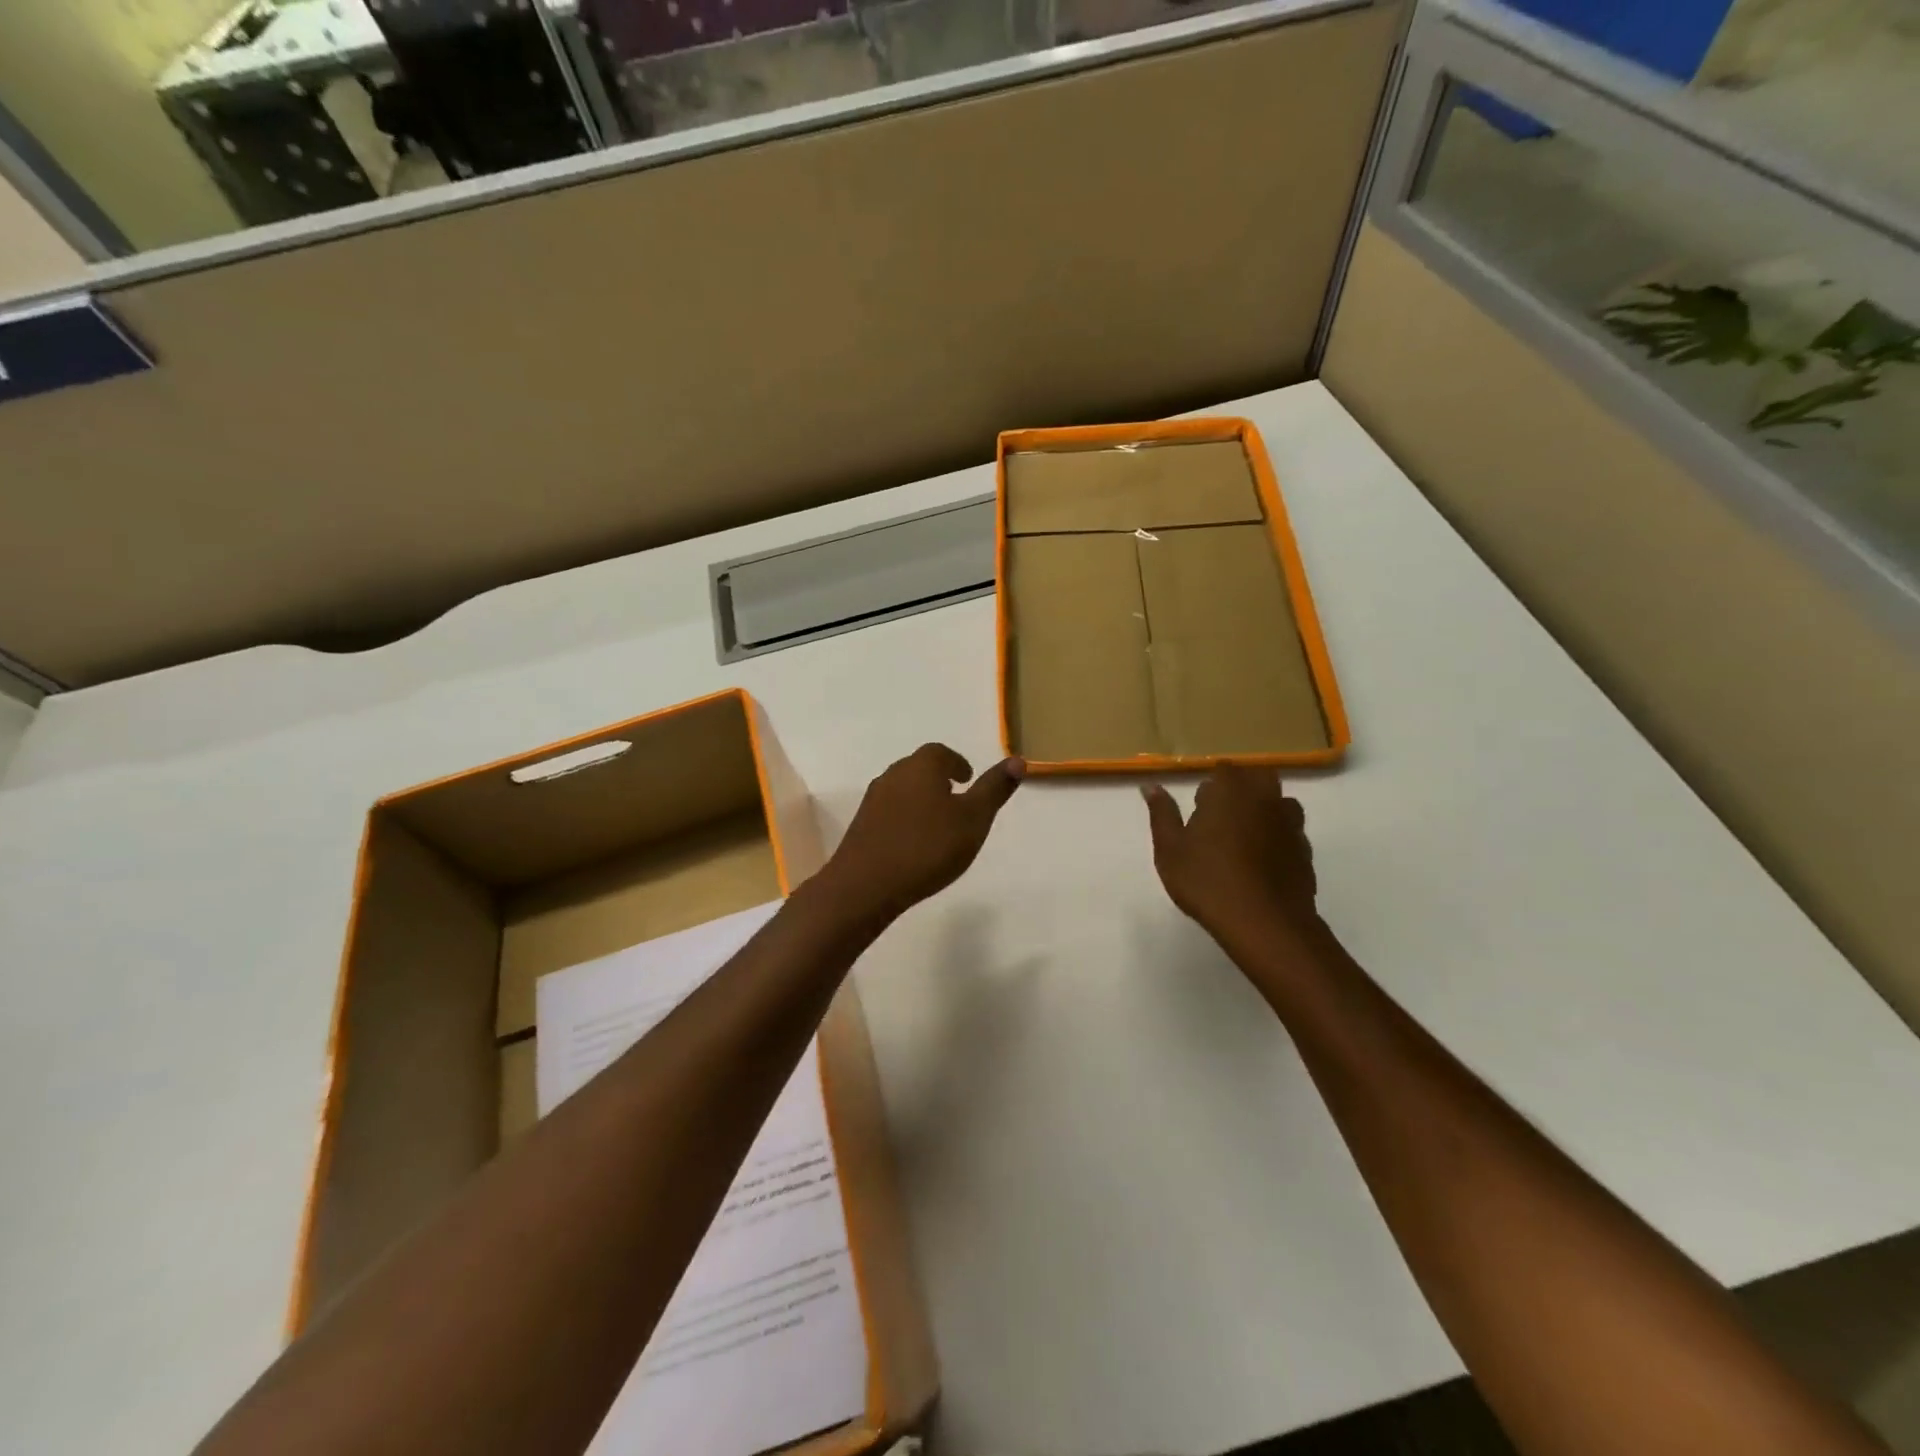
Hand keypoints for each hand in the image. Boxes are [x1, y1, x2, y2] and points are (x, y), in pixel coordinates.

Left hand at [820, 744, 1024, 923]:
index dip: (956, 763)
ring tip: (938, 823)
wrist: (866, 884)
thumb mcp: (974, 819)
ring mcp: (873, 800)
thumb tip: (1017, 760)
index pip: (940, 753)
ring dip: (920, 799)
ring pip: (902, 790)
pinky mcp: (861, 826)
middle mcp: (893, 775)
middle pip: (918, 768)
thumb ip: (994, 789)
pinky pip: (889, 813)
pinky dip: (905, 818)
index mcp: (921, 767)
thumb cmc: (928, 847)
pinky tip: (914, 843)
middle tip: (956, 798)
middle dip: (938, 779)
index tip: (967, 779)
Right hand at [1142, 767, 1321, 948]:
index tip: (1200, 805)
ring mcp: (1290, 824)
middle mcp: (1265, 798)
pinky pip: (1292, 832)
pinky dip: (1278, 837)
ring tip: (1245, 836)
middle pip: (1259, 777)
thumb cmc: (1208, 881)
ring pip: (1281, 802)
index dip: (1212, 784)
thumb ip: (1162, 813)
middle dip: (1243, 788)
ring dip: (1265, 810)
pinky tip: (1263, 860)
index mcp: (1230, 791)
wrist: (1264, 923)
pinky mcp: (1305, 851)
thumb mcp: (1170, 849)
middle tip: (1222, 815)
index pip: (1224, 769)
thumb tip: (1151, 786)